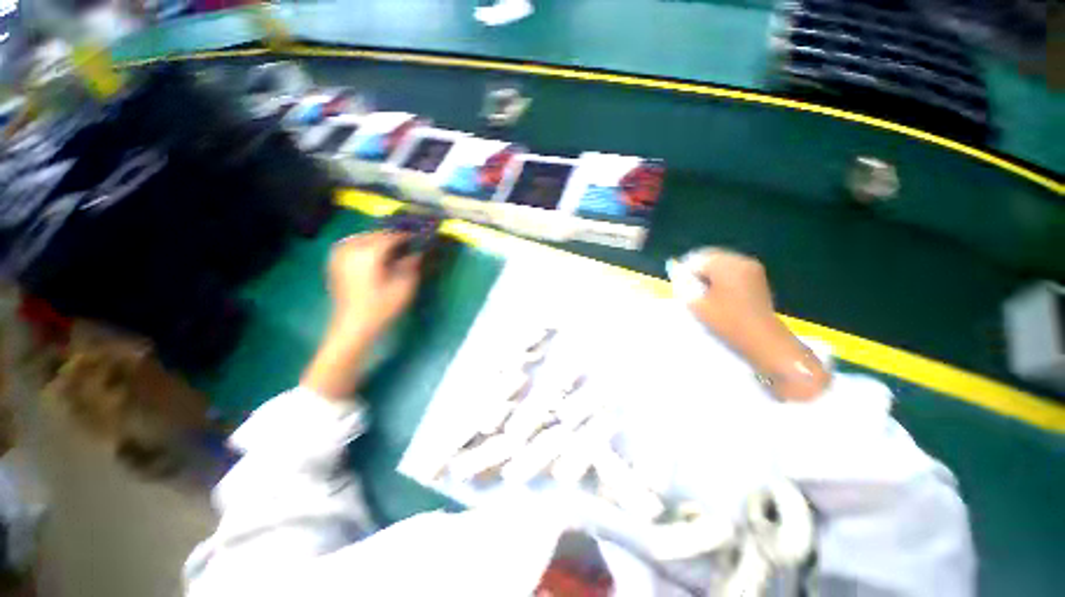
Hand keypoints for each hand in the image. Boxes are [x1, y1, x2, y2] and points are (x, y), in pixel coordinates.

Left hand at [326, 232, 420, 339]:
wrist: (352, 326)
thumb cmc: (381, 308)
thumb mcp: (404, 287)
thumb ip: (411, 266)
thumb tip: (417, 252)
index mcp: (369, 254)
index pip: (391, 236)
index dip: (407, 235)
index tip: (419, 237)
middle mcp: (352, 249)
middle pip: (375, 234)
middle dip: (392, 235)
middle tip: (408, 241)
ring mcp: (340, 255)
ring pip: (362, 237)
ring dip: (377, 238)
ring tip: (392, 245)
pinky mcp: (335, 263)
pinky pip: (350, 244)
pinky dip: (364, 243)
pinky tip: (373, 251)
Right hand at [685, 249, 775, 335]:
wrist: (763, 340)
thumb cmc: (727, 322)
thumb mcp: (697, 304)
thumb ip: (683, 285)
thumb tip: (677, 272)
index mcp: (726, 265)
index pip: (695, 259)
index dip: (684, 272)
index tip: (682, 289)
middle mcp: (741, 260)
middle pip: (709, 257)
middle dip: (697, 271)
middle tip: (691, 290)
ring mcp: (752, 268)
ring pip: (720, 263)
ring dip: (708, 274)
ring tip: (705, 294)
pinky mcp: (757, 277)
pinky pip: (731, 269)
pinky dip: (721, 278)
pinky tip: (719, 295)